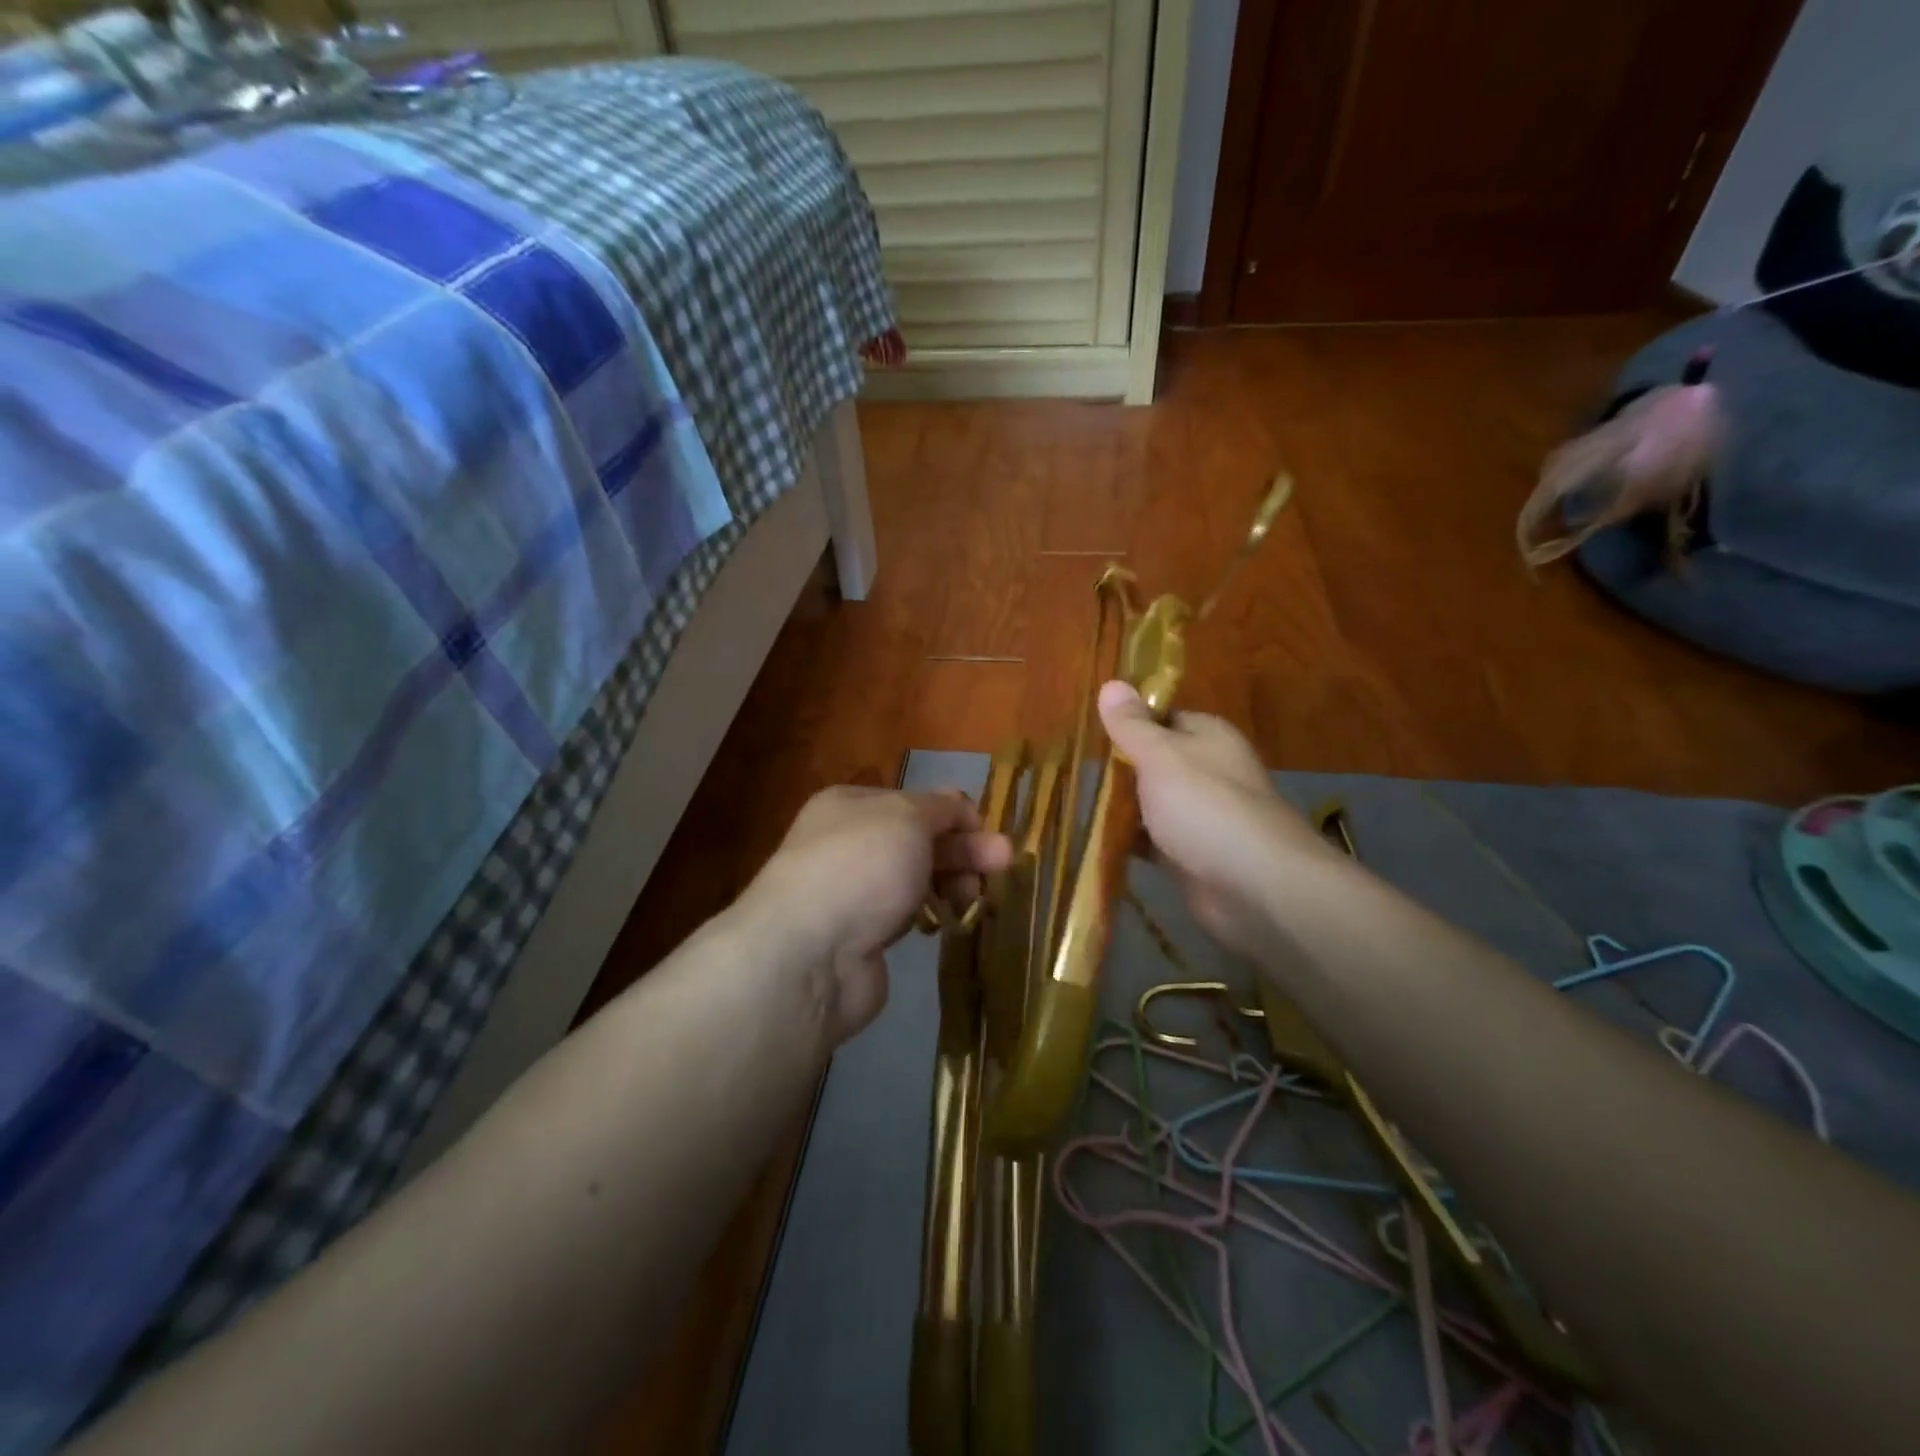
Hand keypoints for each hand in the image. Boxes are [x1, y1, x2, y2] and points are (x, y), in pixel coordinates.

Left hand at [745, 787, 1011, 1042]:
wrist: (808, 956)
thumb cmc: (861, 867)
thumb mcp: (908, 818)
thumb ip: (941, 808)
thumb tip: (961, 807)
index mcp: (852, 805)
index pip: (916, 801)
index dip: (956, 814)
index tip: (990, 833)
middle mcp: (849, 843)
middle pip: (920, 840)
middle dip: (964, 849)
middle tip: (1005, 864)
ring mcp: (853, 891)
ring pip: (916, 878)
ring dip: (953, 882)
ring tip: (978, 898)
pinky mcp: (862, 936)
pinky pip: (906, 914)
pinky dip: (930, 914)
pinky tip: (948, 921)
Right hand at [1099, 681, 1333, 953]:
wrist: (1254, 886)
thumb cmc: (1205, 807)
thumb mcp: (1161, 755)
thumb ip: (1132, 725)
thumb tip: (1111, 683)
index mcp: (1207, 737)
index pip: (1162, 718)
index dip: (1127, 723)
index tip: (1088, 732)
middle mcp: (1208, 771)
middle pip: (1154, 762)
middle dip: (1118, 769)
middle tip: (1072, 772)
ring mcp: (1201, 816)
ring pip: (1152, 804)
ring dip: (1121, 807)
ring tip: (1075, 804)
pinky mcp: (1192, 855)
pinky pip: (1153, 841)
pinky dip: (1130, 842)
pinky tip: (1096, 842)